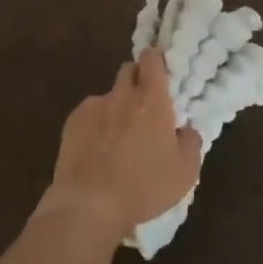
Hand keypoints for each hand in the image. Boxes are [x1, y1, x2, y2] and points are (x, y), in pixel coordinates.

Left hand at [38, 49, 202, 239]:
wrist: (89, 204)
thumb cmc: (144, 187)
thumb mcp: (185, 173)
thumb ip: (191, 143)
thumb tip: (186, 129)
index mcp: (152, 100)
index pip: (152, 59)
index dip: (156, 61)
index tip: (161, 73)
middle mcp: (121, 95)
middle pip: (128, 70)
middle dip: (137, 80)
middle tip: (144, 106)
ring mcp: (93, 107)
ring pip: (108, 96)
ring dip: (116, 107)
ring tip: (116, 139)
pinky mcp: (71, 122)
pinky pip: (89, 114)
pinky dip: (95, 125)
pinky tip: (96, 150)